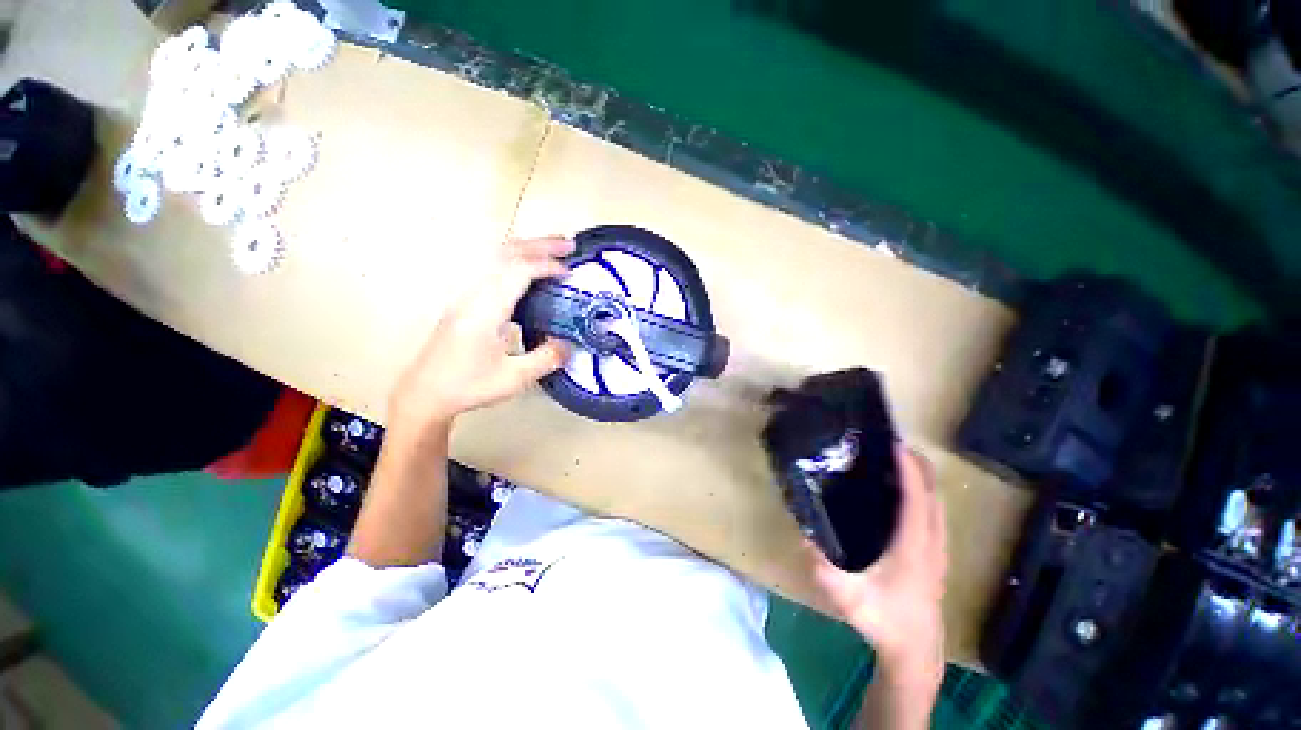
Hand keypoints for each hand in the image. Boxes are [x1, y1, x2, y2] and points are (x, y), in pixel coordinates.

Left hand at [389, 236, 573, 434]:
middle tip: (569, 243)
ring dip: (527, 248)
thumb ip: (546, 359)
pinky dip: (516, 261)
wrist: (426, 392)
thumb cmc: (469, 386)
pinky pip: (493, 269)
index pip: (517, 272)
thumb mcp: (515, 378)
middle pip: (506, 254)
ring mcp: (467, 296)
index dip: (545, 266)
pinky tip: (529, 272)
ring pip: (497, 257)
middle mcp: (474, 295)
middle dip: (540, 245)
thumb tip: (569, 344)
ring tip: (553, 249)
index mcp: (485, 310)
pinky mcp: (466, 302)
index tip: (569, 271)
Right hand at [808, 445, 948, 688]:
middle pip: (934, 494)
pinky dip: (924, 494)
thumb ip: (822, 566)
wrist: (915, 651)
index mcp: (914, 547)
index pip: (916, 499)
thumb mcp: (846, 595)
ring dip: (922, 479)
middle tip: (890, 445)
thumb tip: (802, 533)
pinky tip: (903, 494)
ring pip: (938, 504)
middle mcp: (932, 543)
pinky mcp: (937, 555)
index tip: (894, 444)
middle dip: (917, 465)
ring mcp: (939, 550)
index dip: (908, 469)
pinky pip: (935, 514)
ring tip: (895, 462)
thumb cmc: (883, 619)